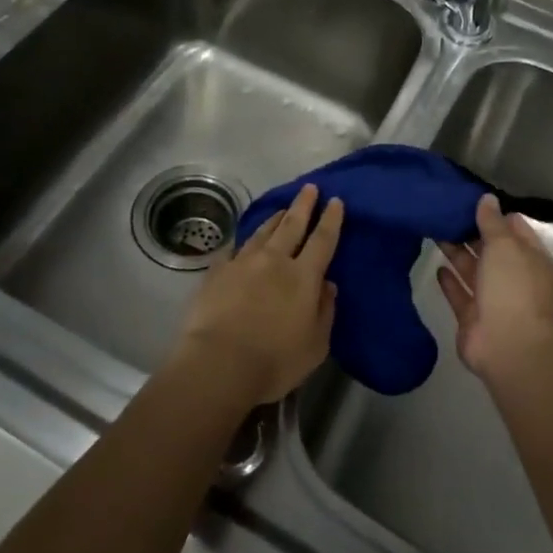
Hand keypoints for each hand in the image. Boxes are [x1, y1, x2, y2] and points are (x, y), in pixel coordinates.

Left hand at [175, 183, 340, 406]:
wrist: (218, 364)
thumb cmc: (274, 361)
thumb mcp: (315, 345)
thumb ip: (325, 312)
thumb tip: (328, 285)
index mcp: (303, 276)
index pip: (323, 240)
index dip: (330, 219)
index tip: (335, 201)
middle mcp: (275, 260)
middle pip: (292, 225)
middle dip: (303, 205)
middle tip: (309, 187)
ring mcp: (243, 263)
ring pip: (262, 232)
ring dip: (274, 219)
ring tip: (281, 210)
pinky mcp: (216, 272)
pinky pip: (232, 250)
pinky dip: (241, 244)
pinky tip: (240, 244)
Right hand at [436, 193, 552, 385]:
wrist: (506, 345)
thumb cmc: (512, 287)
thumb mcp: (504, 245)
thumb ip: (492, 222)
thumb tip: (487, 198)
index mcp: (531, 258)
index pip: (514, 228)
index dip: (494, 213)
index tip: (469, 199)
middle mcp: (513, 276)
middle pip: (491, 248)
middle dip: (471, 231)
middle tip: (444, 211)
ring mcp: (493, 298)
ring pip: (473, 269)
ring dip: (456, 252)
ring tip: (435, 231)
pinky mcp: (472, 317)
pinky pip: (460, 293)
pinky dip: (450, 281)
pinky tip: (437, 267)